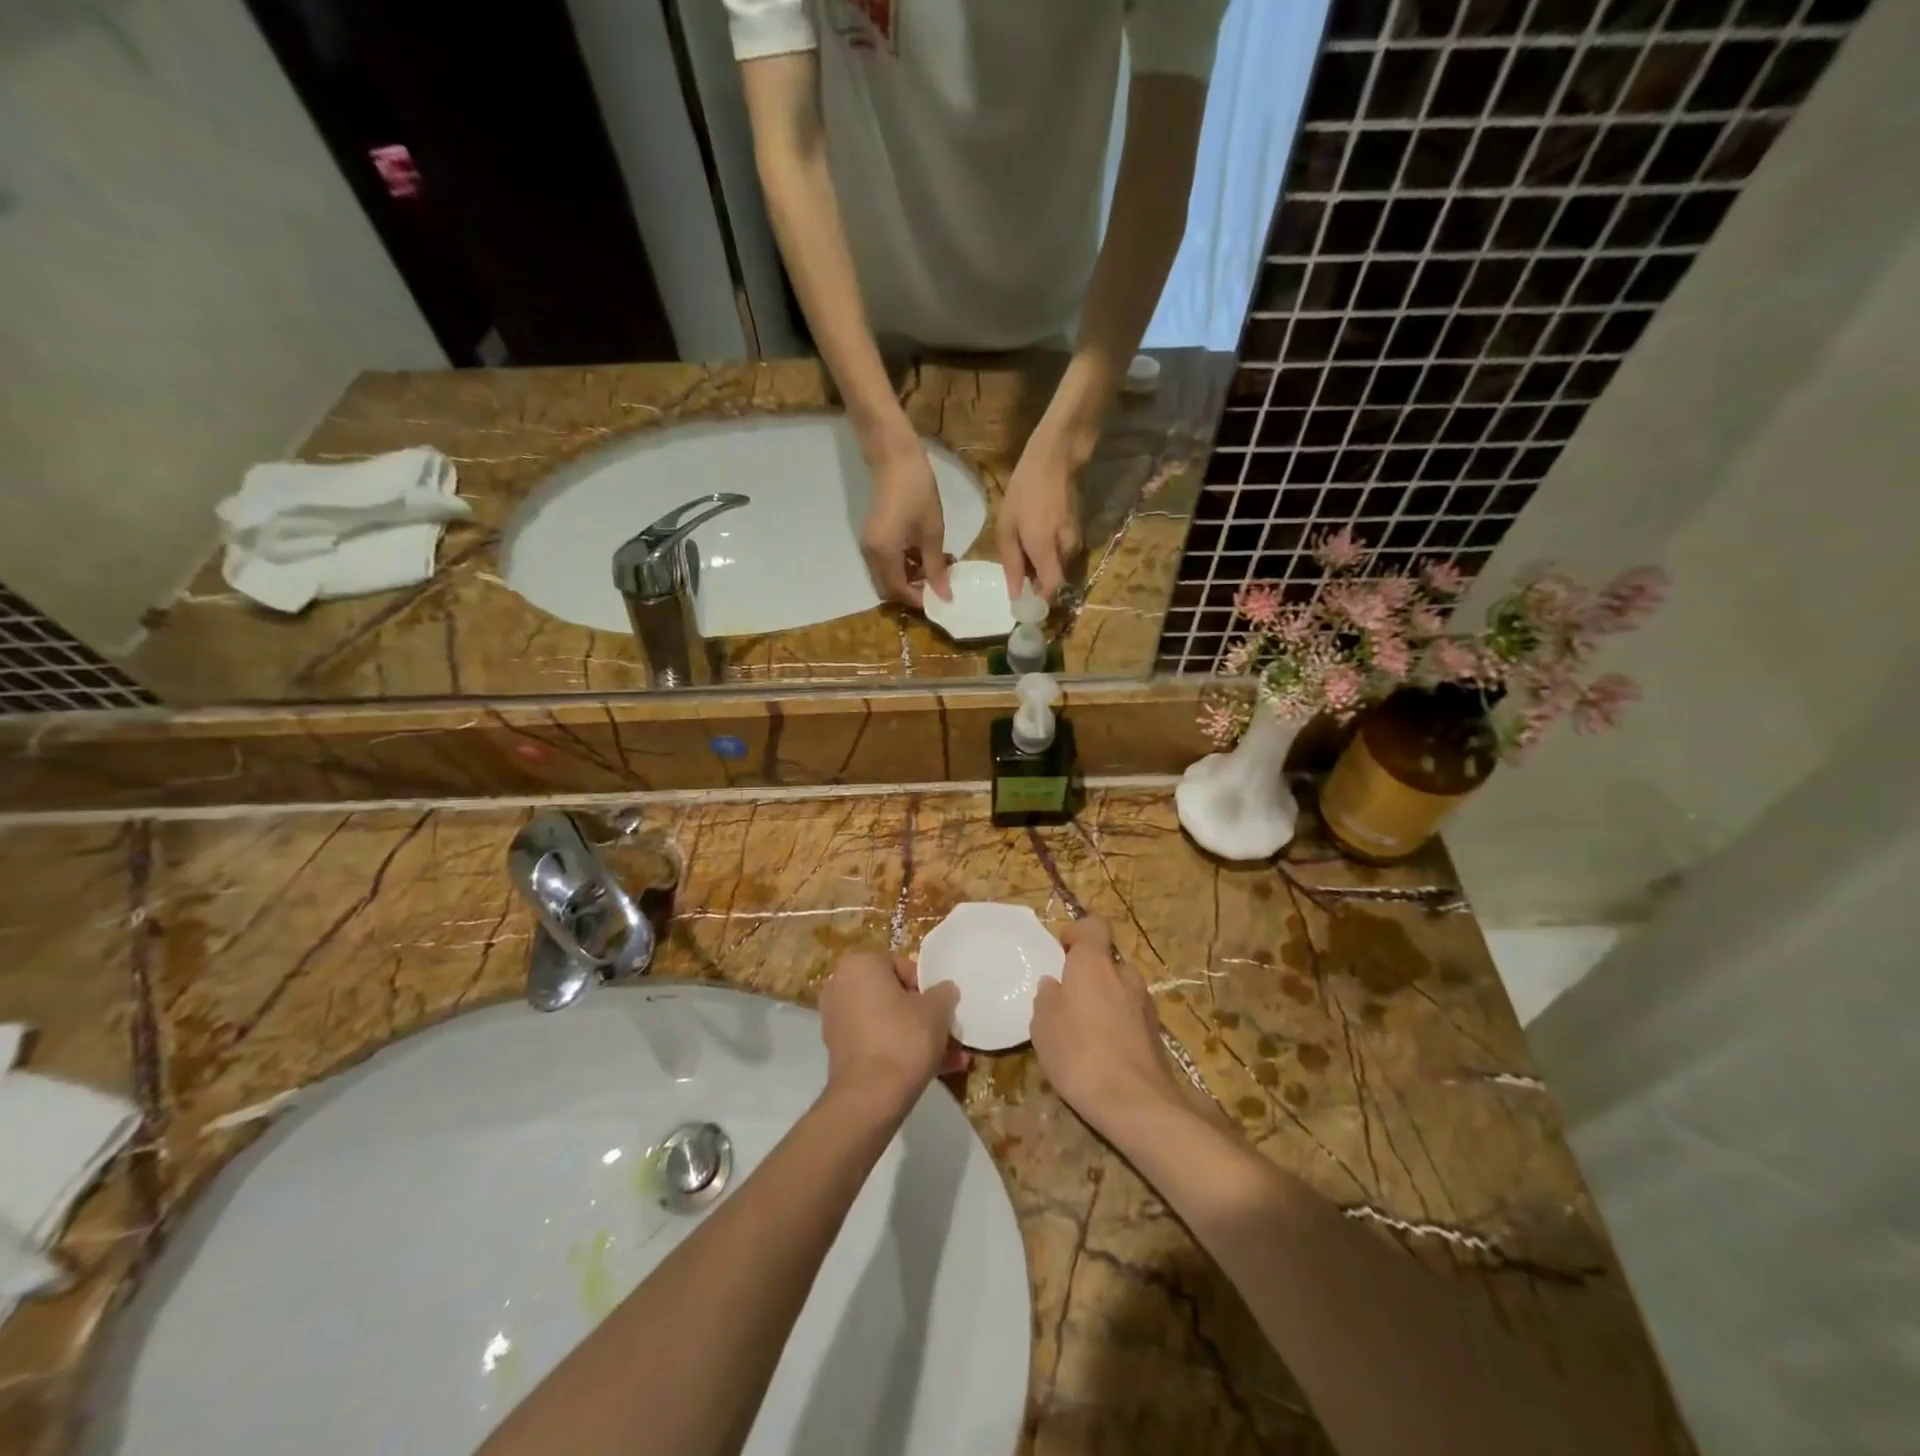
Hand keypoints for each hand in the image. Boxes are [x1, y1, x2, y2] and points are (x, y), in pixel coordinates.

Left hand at [819, 950, 965, 1115]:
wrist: (870, 1098)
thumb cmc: (903, 1038)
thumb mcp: (937, 1009)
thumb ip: (944, 992)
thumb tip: (944, 990)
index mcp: (859, 965)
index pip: (901, 966)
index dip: (926, 986)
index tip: (941, 1006)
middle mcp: (841, 987)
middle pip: (893, 995)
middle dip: (923, 1014)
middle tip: (947, 1030)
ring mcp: (837, 1021)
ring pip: (887, 1022)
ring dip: (917, 1036)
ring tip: (951, 1056)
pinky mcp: (840, 1052)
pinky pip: (877, 1042)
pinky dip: (901, 1051)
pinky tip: (936, 1070)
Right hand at [861, 442, 951, 608]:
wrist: (895, 459)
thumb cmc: (918, 491)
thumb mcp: (932, 531)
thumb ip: (936, 566)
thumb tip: (944, 596)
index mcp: (884, 553)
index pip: (899, 590)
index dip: (919, 599)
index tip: (941, 598)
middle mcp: (871, 554)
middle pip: (888, 589)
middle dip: (911, 593)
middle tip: (937, 587)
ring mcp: (868, 546)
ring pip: (886, 578)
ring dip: (908, 581)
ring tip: (934, 571)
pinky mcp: (872, 539)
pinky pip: (885, 565)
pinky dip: (902, 568)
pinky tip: (922, 558)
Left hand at [997, 436, 1081, 600]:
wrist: (1057, 458)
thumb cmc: (1025, 489)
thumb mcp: (1006, 526)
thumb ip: (1011, 563)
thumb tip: (1015, 595)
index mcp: (1045, 548)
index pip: (1051, 589)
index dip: (1039, 602)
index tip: (1024, 604)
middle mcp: (1066, 549)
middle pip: (1053, 579)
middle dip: (1036, 582)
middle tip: (1016, 571)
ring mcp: (1076, 540)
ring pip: (1058, 566)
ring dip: (1041, 565)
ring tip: (1022, 547)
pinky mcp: (1079, 531)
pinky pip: (1062, 552)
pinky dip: (1048, 552)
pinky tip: (1035, 535)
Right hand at [1031, 918, 1183, 1138]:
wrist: (1136, 1103)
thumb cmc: (1079, 1053)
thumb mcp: (1043, 1026)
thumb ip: (1047, 998)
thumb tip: (1053, 984)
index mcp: (1094, 964)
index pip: (1094, 926)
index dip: (1078, 933)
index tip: (1062, 951)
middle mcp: (1124, 976)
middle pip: (1107, 962)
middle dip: (1091, 975)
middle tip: (1069, 1000)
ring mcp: (1145, 1005)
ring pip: (1122, 991)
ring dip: (1106, 1001)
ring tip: (1085, 1031)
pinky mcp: (1157, 1035)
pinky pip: (1132, 1017)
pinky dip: (1119, 1026)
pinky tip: (1104, 1053)